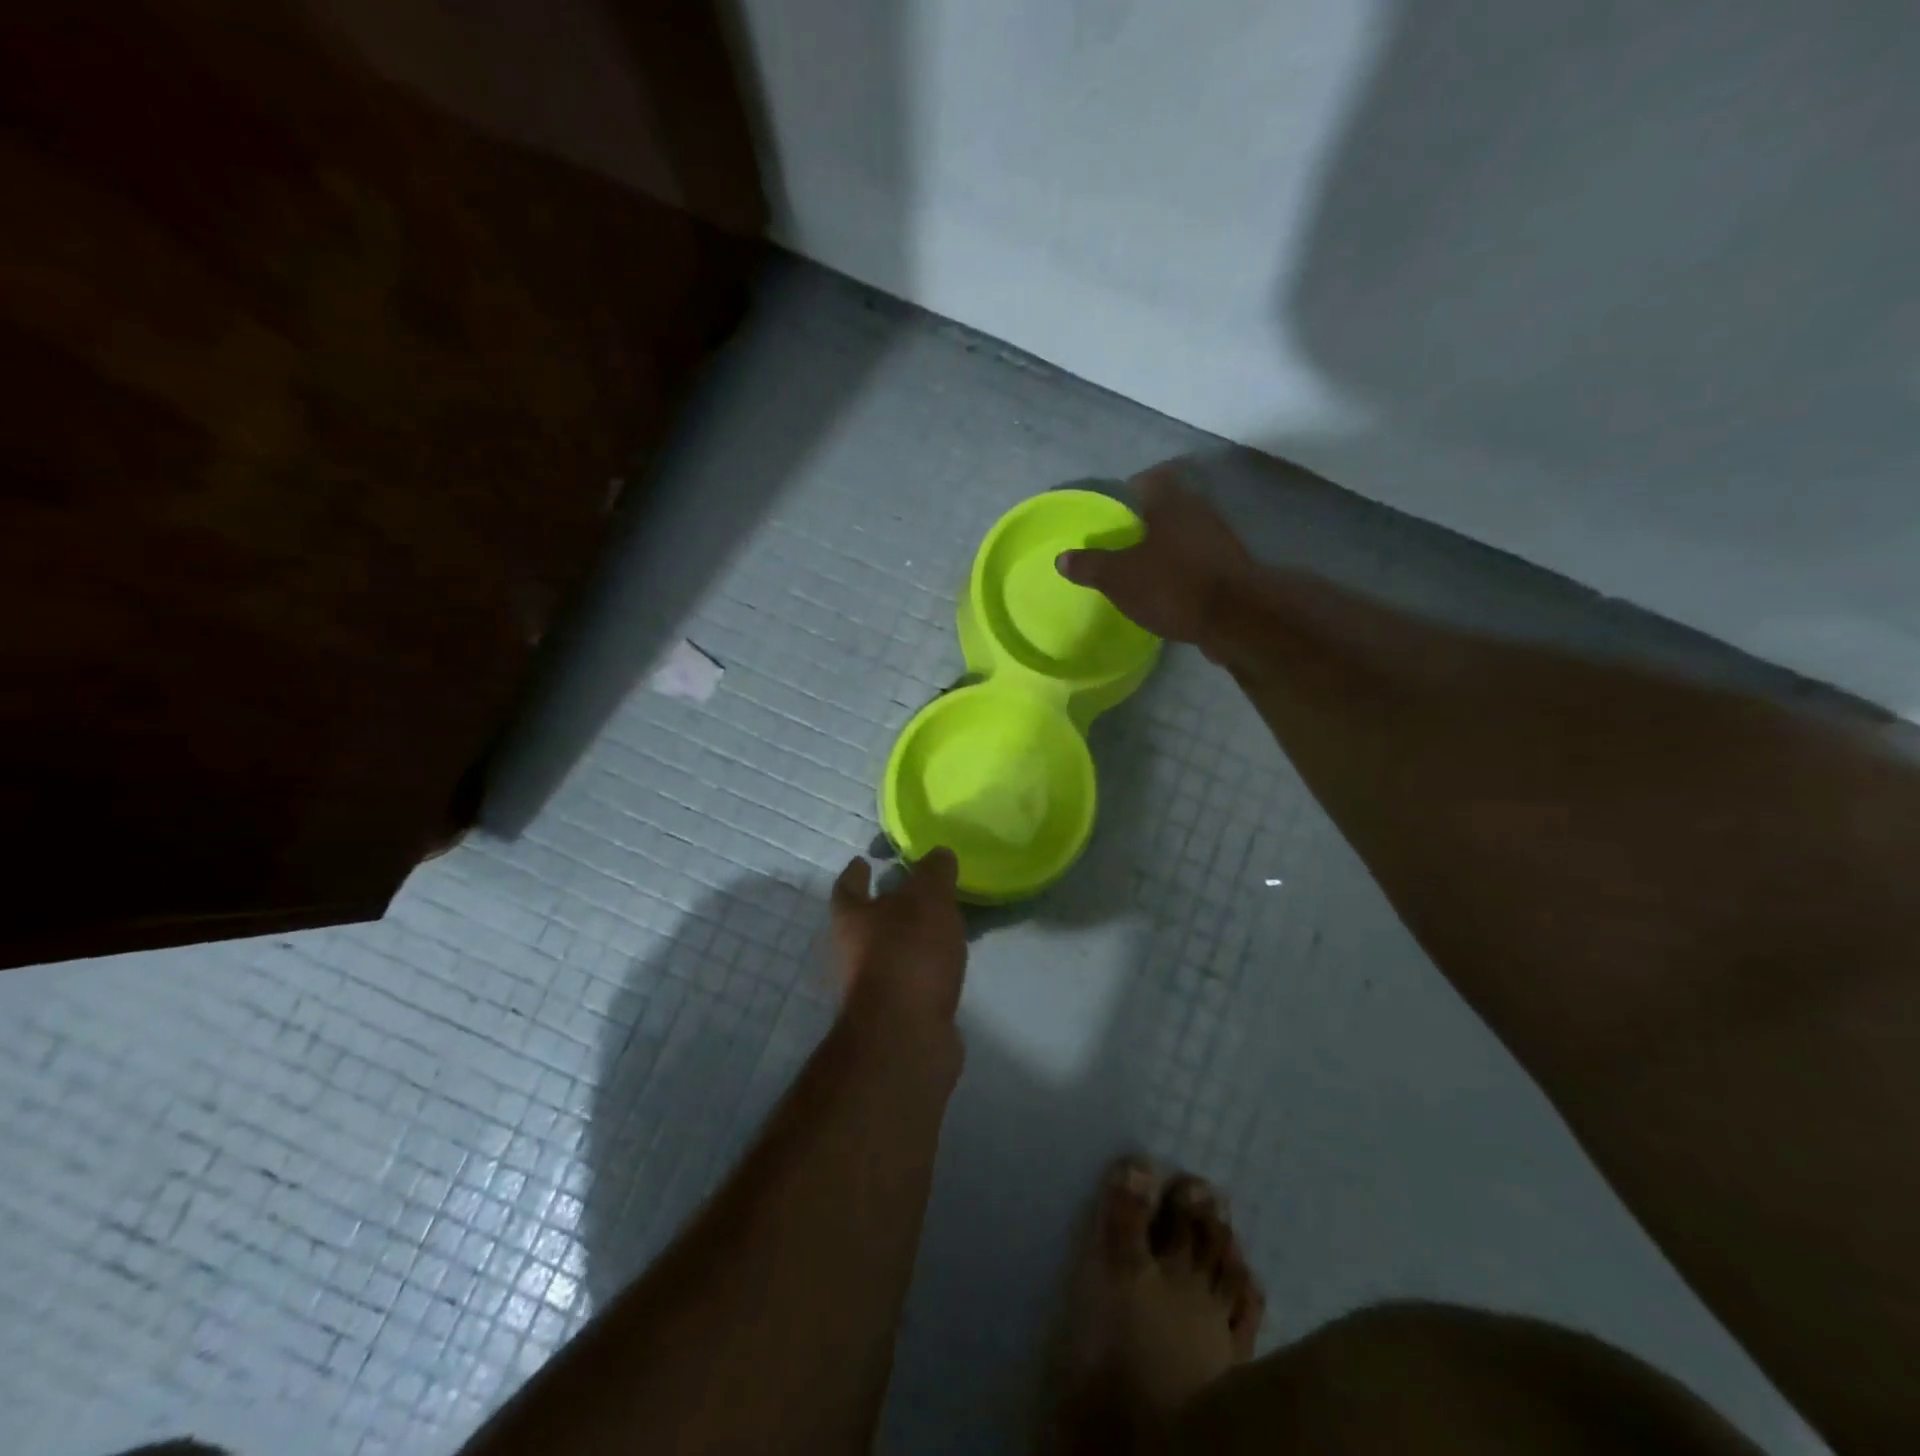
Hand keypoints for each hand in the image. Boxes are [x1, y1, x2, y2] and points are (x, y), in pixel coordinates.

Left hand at [830, 848, 967, 1032]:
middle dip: (888, 905)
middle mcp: (854, 951)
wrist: (906, 1035)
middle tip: (917, 889)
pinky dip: (928, 965)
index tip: (863, 861)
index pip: (848, 887)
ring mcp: (875, 985)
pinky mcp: (899, 1011)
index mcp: (852, 918)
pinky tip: (949, 959)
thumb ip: (934, 873)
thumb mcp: (927, 899)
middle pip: (868, 920)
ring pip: (893, 949)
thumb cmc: (908, 954)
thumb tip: (938, 854)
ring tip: (943, 921)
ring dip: (912, 936)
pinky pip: (914, 976)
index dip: (855, 873)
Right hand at [1055, 465, 1252, 645]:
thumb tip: (1063, 557)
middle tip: (1124, 540)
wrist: (1236, 618)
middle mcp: (1200, 510)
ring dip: (1168, 545)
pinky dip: (1184, 568)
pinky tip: (1170, 588)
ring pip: (1187, 532)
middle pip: (1170, 505)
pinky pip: (1200, 559)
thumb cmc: (1172, 585)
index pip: (1150, 479)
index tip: (1115, 509)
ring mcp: (1221, 538)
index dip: (1131, 489)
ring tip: (1144, 566)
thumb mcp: (1119, 578)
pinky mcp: (1232, 567)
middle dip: (1148, 520)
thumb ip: (1090, 565)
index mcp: (1171, 501)